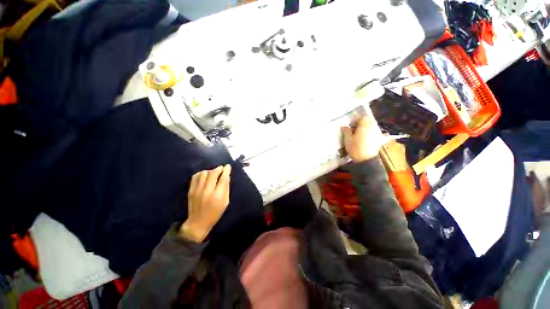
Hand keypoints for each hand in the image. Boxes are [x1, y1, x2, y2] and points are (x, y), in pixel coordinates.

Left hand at [179, 165, 231, 241]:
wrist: (198, 222)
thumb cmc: (215, 213)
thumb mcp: (225, 202)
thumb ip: (226, 188)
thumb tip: (227, 176)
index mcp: (218, 195)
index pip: (223, 178)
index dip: (226, 170)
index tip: (228, 166)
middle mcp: (207, 190)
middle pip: (213, 173)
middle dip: (219, 168)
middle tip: (222, 168)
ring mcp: (197, 190)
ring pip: (204, 173)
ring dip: (210, 171)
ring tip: (213, 173)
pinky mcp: (191, 190)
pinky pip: (195, 176)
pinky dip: (201, 173)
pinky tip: (205, 176)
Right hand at [341, 109, 384, 161]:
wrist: (366, 160)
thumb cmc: (355, 148)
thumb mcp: (347, 139)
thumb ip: (346, 131)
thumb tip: (344, 126)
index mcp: (365, 125)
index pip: (361, 117)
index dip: (355, 120)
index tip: (350, 126)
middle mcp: (372, 126)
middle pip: (367, 121)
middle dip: (360, 124)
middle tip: (352, 130)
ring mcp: (376, 132)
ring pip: (370, 127)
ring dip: (363, 129)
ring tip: (356, 135)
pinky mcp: (378, 139)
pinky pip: (372, 132)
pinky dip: (367, 133)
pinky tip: (362, 140)